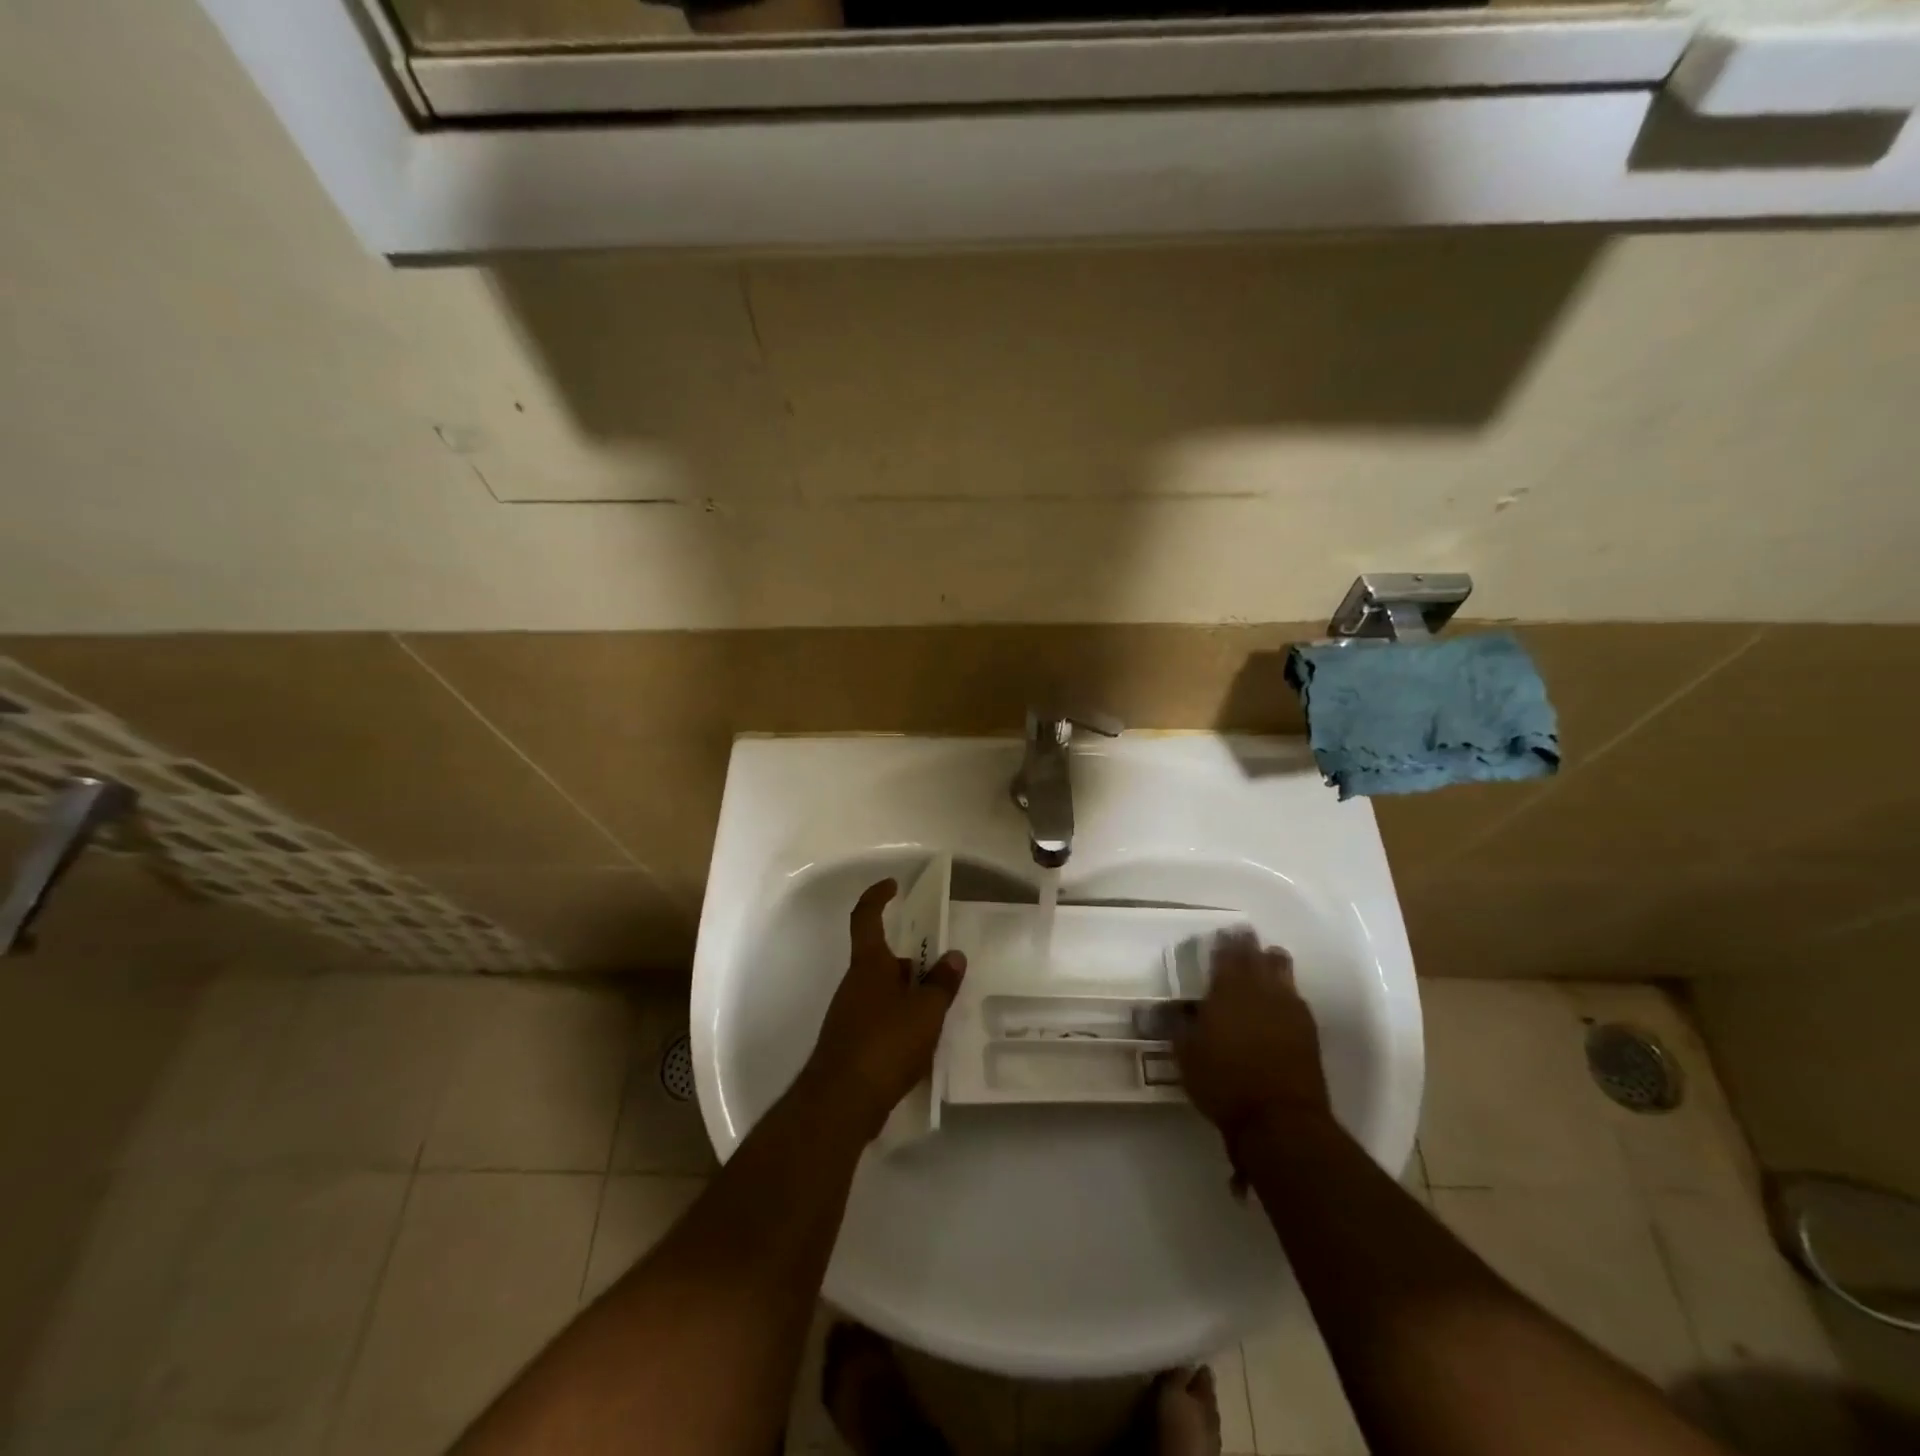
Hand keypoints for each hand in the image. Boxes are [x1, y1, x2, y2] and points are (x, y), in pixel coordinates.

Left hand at [805, 879, 966, 1138]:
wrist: (841, 1102)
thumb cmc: (885, 1043)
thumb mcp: (926, 1011)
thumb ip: (942, 983)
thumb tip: (953, 955)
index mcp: (869, 965)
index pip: (866, 917)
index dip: (877, 897)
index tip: (893, 886)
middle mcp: (855, 984)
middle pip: (883, 960)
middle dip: (911, 964)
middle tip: (943, 973)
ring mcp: (849, 1015)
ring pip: (883, 993)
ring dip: (908, 996)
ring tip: (941, 1013)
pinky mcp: (850, 1045)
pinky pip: (880, 1021)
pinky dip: (900, 1024)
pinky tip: (922, 1045)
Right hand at [1175, 929, 1331, 1146]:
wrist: (1278, 1120)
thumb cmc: (1223, 1082)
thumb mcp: (1185, 1052)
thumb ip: (1178, 1023)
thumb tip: (1169, 1006)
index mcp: (1228, 989)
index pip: (1227, 952)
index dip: (1224, 941)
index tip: (1221, 934)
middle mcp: (1261, 989)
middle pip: (1259, 955)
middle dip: (1249, 945)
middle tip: (1242, 940)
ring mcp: (1290, 1007)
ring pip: (1283, 970)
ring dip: (1272, 963)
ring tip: (1263, 964)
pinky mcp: (1309, 1029)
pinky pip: (1296, 996)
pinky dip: (1285, 991)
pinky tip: (1279, 1000)